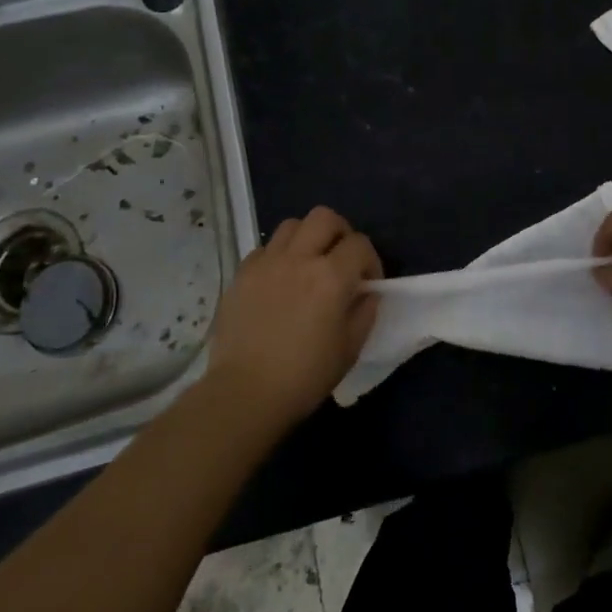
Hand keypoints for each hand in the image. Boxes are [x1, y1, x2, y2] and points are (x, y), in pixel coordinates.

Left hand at [204, 206, 382, 423]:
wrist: (245, 394)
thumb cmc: (305, 376)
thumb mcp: (350, 348)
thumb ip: (365, 313)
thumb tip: (368, 294)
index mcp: (331, 276)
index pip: (360, 244)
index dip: (371, 261)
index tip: (368, 284)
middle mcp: (299, 259)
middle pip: (325, 218)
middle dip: (340, 233)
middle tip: (341, 260)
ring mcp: (266, 263)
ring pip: (292, 225)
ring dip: (307, 238)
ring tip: (309, 265)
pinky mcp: (241, 274)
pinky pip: (265, 249)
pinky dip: (278, 256)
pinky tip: (279, 281)